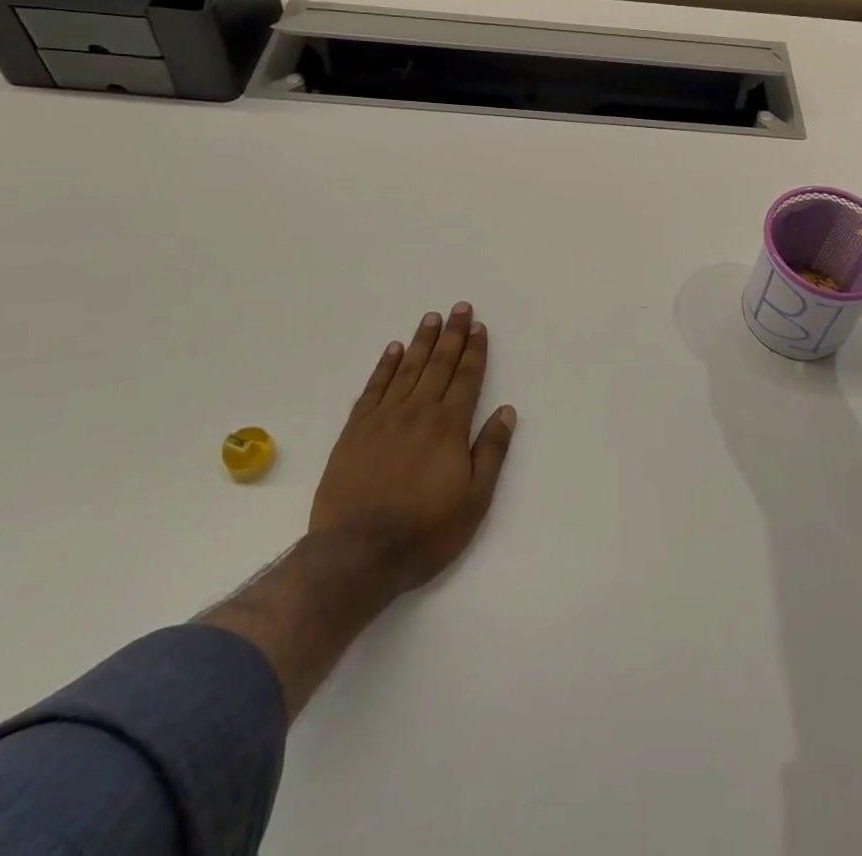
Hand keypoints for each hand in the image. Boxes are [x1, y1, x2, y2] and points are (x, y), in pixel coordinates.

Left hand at [310, 302, 518, 594]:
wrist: (357, 553)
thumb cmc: (424, 531)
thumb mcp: (474, 500)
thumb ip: (491, 452)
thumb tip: (506, 411)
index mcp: (449, 427)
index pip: (466, 378)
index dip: (474, 351)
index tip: (478, 327)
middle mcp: (418, 412)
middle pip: (438, 364)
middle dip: (452, 335)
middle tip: (459, 307)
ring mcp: (384, 418)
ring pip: (407, 369)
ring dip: (421, 342)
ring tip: (431, 318)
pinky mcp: (355, 430)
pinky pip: (374, 388)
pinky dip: (385, 366)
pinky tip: (394, 350)